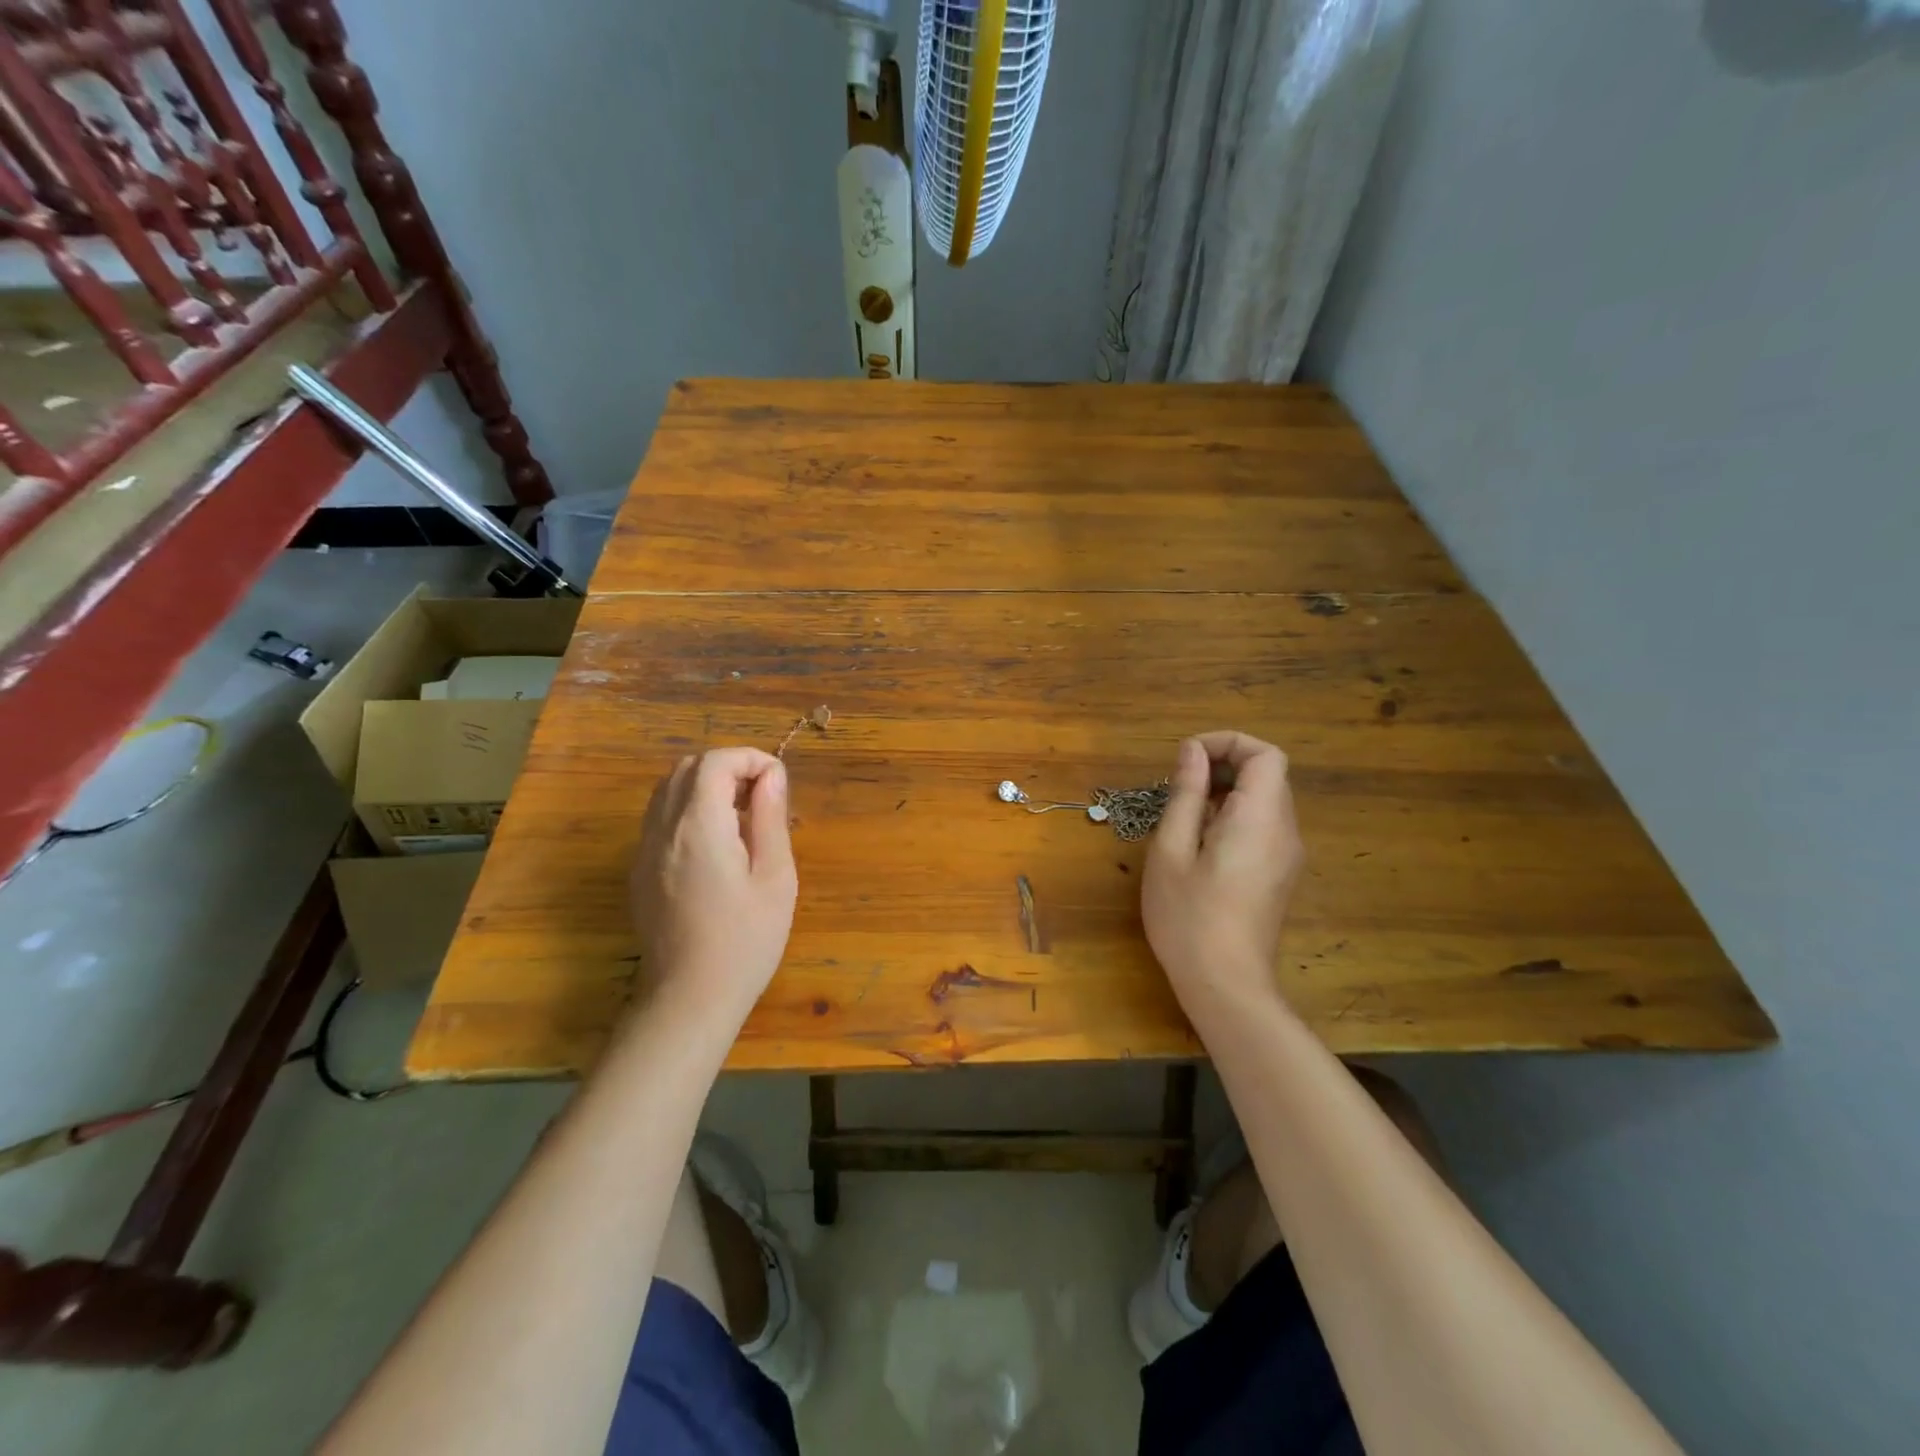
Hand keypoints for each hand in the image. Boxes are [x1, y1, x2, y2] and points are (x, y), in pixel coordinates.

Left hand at [629, 748, 796, 1027]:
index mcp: (698, 826)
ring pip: (669, 789)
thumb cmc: (746, 940)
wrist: (690, 999)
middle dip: (728, 766)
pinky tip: (716, 842)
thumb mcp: (775, 877)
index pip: (715, 762)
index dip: (750, 759)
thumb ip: (770, 818)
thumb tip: (772, 775)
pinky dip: (688, 808)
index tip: (778, 783)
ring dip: (706, 785)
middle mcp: (662, 829)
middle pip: (687, 767)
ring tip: (742, 815)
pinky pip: (660, 817)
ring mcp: (644, 850)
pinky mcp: (639, 870)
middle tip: (763, 796)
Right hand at [1142, 731, 1304, 1023]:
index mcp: (1260, 818)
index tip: (1187, 758)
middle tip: (1178, 786)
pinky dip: (1233, 816)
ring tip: (1183, 816)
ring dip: (1225, 792)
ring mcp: (1286, 855)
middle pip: (1268, 775)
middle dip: (1223, 766)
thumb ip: (1186, 794)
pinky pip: (1262, 826)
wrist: (1225, 985)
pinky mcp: (1279, 874)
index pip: (1267, 754)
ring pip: (1264, 800)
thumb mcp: (1172, 849)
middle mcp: (1285, 831)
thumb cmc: (1188, 916)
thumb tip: (1193, 751)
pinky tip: (1199, 845)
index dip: (1228, 743)